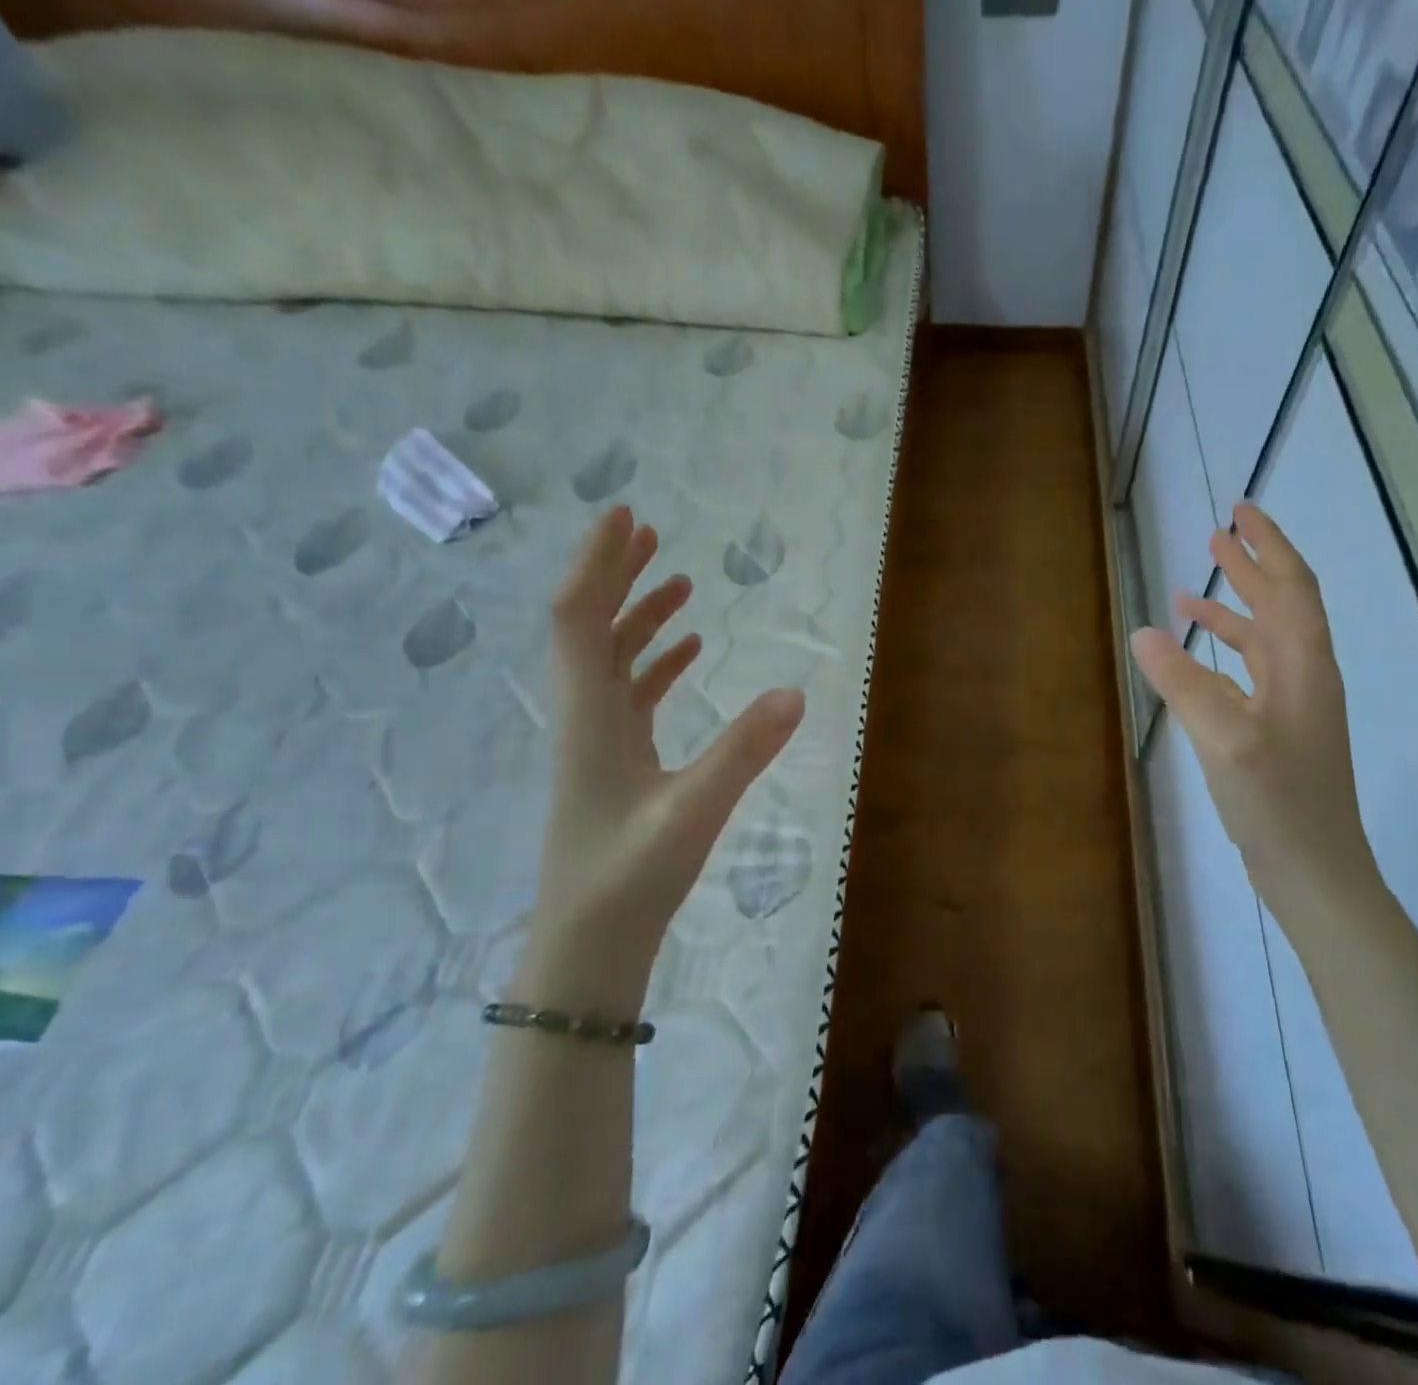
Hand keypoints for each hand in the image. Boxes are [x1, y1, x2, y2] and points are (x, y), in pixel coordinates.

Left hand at [520, 505, 804, 1014]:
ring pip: (610, 659)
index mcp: (588, 717)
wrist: (589, 944)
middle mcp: (585, 717)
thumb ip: (744, 750)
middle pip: (589, 627)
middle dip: (616, 575)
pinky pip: (631, 693)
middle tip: (648, 531)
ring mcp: (598, 740)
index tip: (624, 516)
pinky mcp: (616, 761)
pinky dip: (655, 661)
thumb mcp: (693, 812)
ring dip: (638, 615)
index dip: (597, 563)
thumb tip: (797, 691)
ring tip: (677, 581)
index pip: (578, 619)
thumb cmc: (629, 878)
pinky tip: (688, 650)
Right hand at [1130, 502, 1377, 906]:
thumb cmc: (1278, 802)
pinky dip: (1223, 655)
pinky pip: (1251, 674)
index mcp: (1303, 665)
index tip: (1241, 510)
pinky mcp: (1279, 732)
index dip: (1268, 544)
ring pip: (1264, 640)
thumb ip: (1183, 682)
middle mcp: (1305, 676)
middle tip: (1217, 533)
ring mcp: (1294, 706)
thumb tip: (1143, 631)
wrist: (1316, 871)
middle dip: (1251, 565)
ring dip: (1232, 609)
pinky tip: (1196, 660)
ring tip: (1190, 593)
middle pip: (1282, 604)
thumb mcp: (1224, 738)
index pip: (1291, 586)